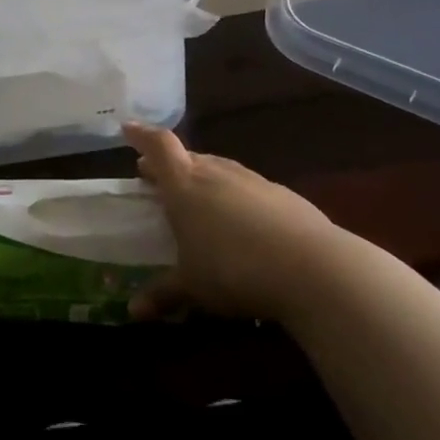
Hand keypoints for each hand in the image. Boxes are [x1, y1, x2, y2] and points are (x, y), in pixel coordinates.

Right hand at [125, 124, 340, 323]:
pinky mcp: (282, 194)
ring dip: (203, 177)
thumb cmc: (234, 270)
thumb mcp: (193, 288)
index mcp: (185, 185)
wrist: (311, 267)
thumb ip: (163, 294)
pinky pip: (247, 187)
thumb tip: (133, 311)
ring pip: (219, 169)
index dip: (142, 135)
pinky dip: (234, 196)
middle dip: (170, 164)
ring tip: (198, 198)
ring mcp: (252, 180)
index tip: (128, 129)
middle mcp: (217, 173)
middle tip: (157, 177)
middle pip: (188, 156)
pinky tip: (241, 221)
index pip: (159, 146)